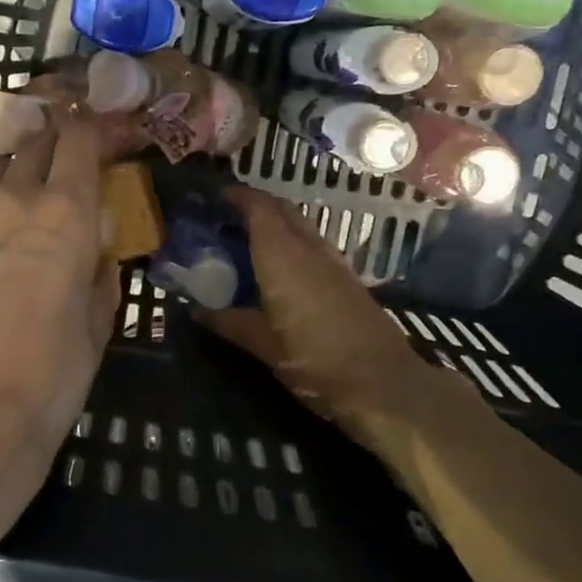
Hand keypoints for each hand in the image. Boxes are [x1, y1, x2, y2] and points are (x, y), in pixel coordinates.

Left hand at [0, 118, 119, 569]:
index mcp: (65, 214)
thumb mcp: (98, 322)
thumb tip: (96, 247)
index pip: (77, 139)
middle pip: (34, 141)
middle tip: (72, 153)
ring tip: (31, 187)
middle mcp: (14, 201)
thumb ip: (100, 271)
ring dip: (18, 165)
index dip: (91, 126)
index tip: (103, 129)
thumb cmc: (53, 374)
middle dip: (56, 137)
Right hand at [200, 188, 480, 468]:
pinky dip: (294, 244)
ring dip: (277, 224)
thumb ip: (231, 323)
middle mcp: (309, 249)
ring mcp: (334, 262)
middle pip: (282, 210)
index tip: (216, 197)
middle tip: (229, 219)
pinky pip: (315, 246)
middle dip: (256, 206)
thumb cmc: (315, 361)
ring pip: (302, 226)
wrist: (384, 384)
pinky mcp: (350, 279)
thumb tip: (197, 312)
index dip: (237, 196)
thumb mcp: (265, 347)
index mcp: (282, 256)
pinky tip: (283, 270)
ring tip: (251, 242)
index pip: (259, 207)